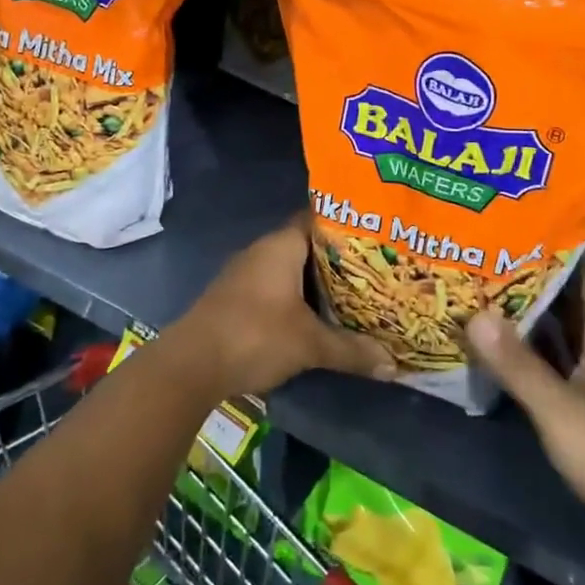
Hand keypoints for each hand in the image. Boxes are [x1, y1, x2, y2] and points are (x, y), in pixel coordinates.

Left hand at [169, 215, 394, 397]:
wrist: (192, 364)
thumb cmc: (255, 336)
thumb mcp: (310, 344)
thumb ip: (351, 350)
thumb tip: (393, 365)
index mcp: (280, 245)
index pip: (317, 219)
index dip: (346, 226)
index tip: (375, 236)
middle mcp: (262, 251)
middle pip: (306, 246)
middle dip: (337, 259)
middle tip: (374, 270)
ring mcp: (245, 275)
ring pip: (289, 269)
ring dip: (315, 282)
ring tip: (353, 294)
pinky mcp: (235, 298)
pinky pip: (274, 287)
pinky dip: (296, 297)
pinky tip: (316, 316)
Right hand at [466, 264, 584, 536]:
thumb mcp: (556, 405)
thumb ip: (516, 362)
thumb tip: (476, 316)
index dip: (566, 245)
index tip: (525, 225)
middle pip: (577, 293)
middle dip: (540, 272)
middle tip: (494, 251)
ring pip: (569, 323)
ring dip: (537, 305)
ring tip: (492, 283)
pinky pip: (564, 350)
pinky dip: (539, 338)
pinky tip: (506, 335)